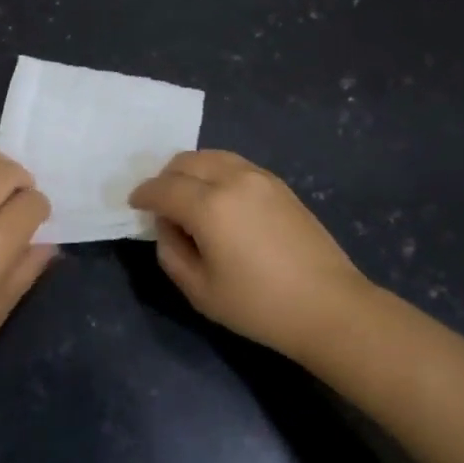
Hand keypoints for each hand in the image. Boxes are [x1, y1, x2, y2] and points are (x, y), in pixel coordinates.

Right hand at [129, 151, 371, 360]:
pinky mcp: (278, 183)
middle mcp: (232, 179)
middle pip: (185, 161)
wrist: (329, 306)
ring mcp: (259, 177)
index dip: (143, 195)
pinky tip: (218, 197)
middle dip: (165, 178)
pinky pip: (234, 164)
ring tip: (188, 196)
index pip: (163, 188)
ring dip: (191, 170)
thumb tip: (167, 226)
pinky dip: (216, 171)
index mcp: (209, 205)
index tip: (134, 204)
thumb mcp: (201, 291)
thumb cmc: (259, 306)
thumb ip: (171, 253)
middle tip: (160, 203)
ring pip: (211, 156)